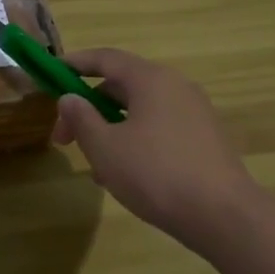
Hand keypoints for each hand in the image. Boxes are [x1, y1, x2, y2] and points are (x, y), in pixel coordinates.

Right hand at [50, 48, 258, 250]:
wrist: (223, 215)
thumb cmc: (155, 174)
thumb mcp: (105, 148)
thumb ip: (82, 118)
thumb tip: (69, 98)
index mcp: (151, 79)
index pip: (105, 58)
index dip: (75, 63)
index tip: (51, 75)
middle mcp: (176, 87)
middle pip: (122, 86)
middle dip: (88, 109)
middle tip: (64, 139)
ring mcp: (194, 113)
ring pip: (140, 111)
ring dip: (110, 130)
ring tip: (94, 166)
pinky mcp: (204, 139)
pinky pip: (159, 128)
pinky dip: (134, 141)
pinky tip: (124, 175)